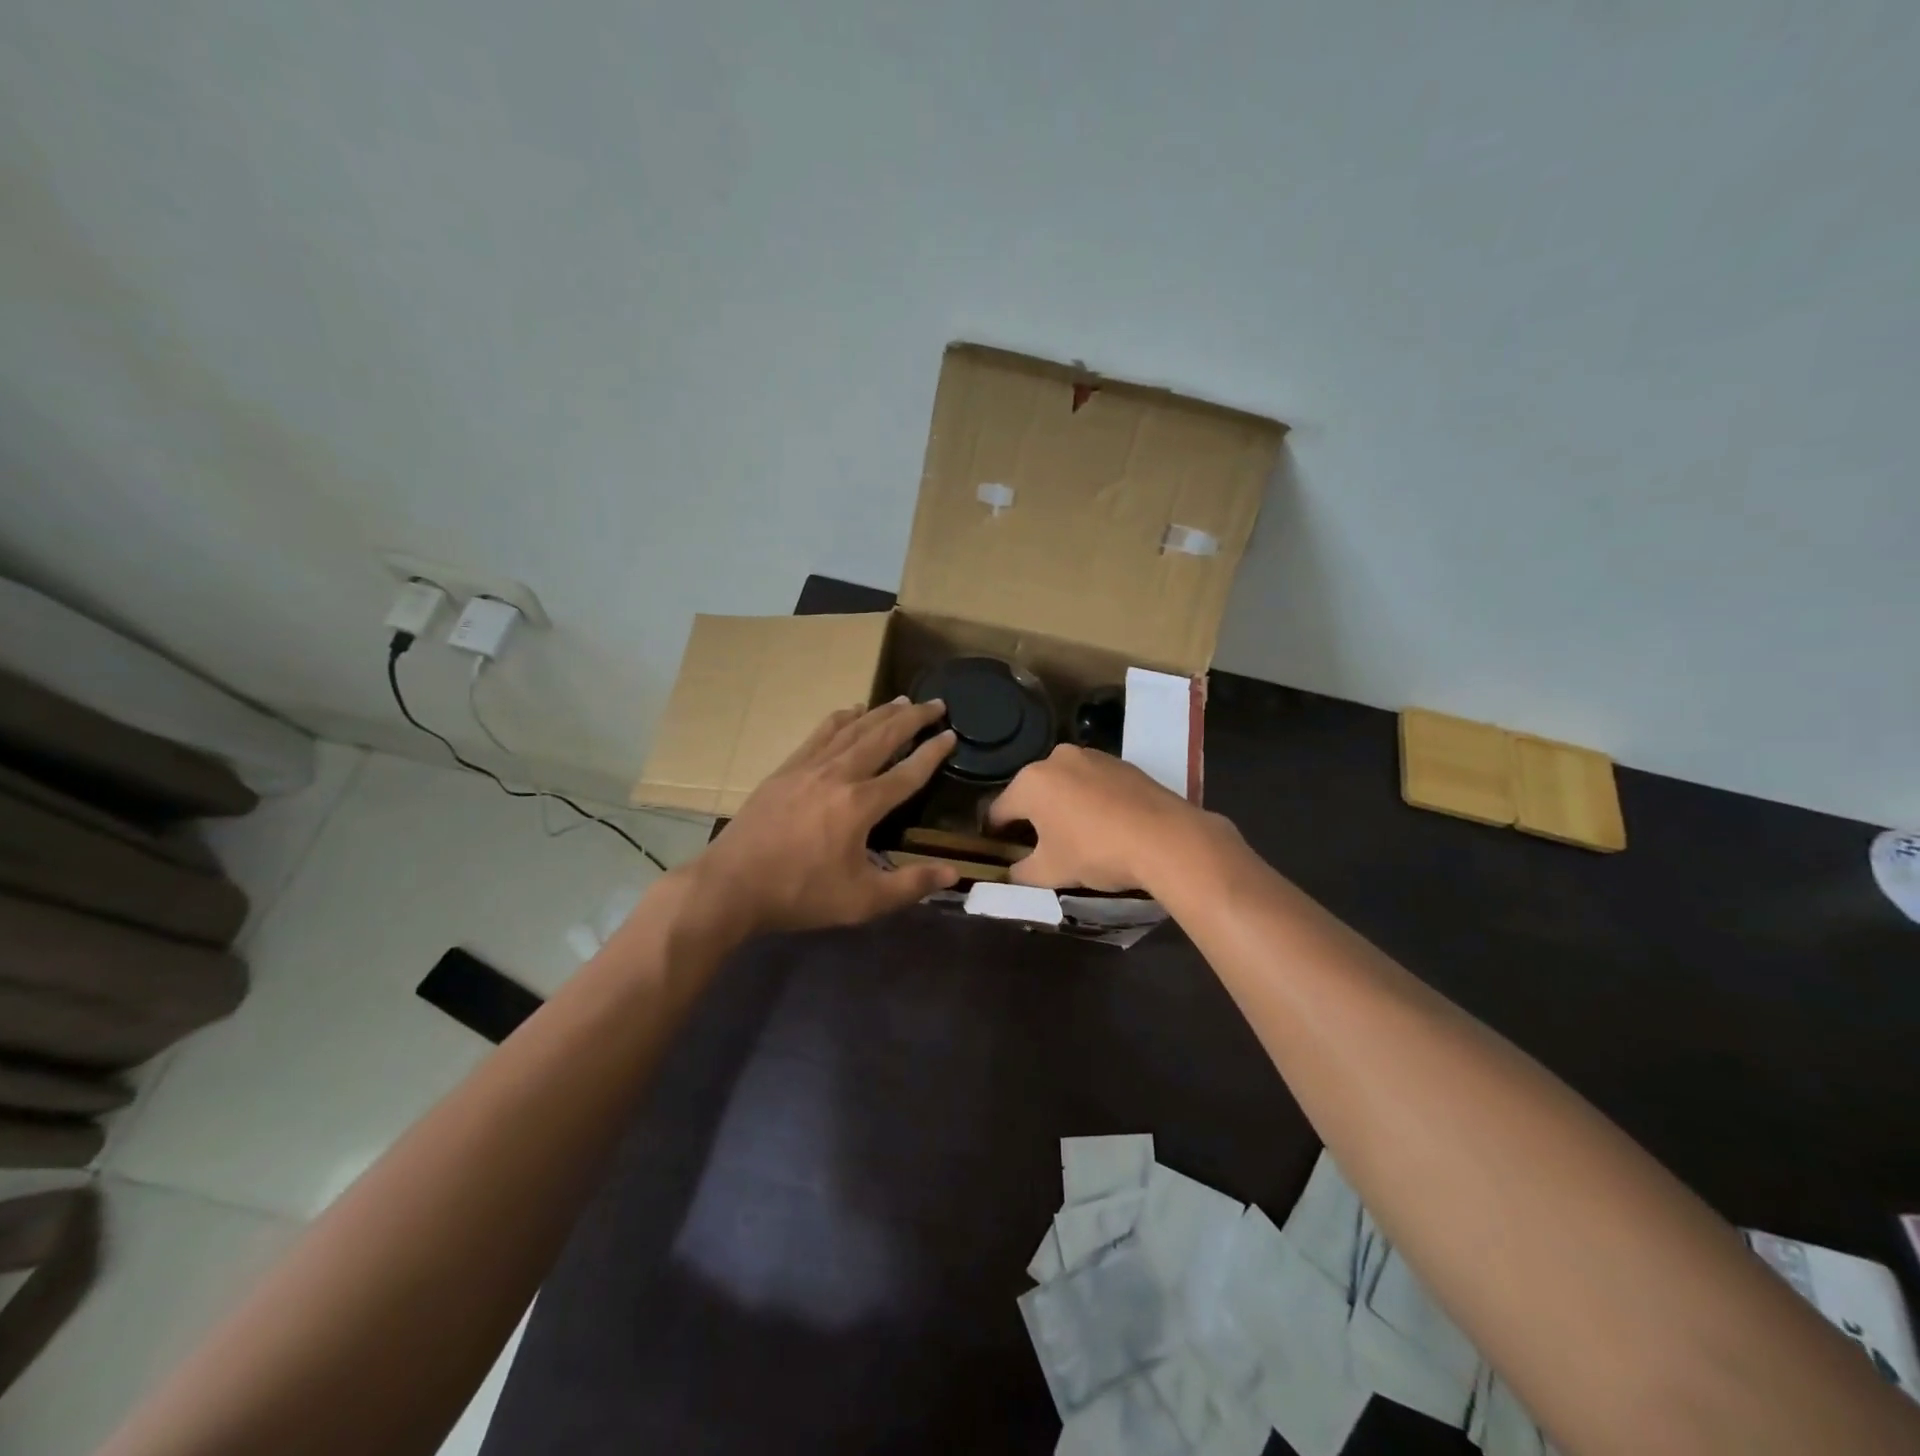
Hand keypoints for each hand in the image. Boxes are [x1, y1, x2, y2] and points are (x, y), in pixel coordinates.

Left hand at [682, 698, 960, 934]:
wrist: (732, 885)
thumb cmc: (800, 894)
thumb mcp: (862, 901)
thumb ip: (910, 885)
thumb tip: (954, 872)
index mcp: (861, 805)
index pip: (907, 773)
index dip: (933, 753)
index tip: (951, 735)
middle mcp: (838, 775)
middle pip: (882, 737)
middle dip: (912, 718)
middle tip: (935, 704)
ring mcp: (808, 768)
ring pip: (852, 730)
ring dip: (880, 713)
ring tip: (901, 700)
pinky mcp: (785, 770)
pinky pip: (820, 734)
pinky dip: (840, 719)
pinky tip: (850, 711)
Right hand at [987, 744, 1224, 890]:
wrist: (1166, 838)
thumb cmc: (1096, 852)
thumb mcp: (1050, 872)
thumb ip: (1021, 873)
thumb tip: (1010, 875)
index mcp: (1030, 782)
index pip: (998, 811)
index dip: (995, 834)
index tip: (998, 851)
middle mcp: (1056, 759)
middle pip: (1031, 793)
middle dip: (1031, 818)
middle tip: (1039, 847)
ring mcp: (1091, 756)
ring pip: (1063, 785)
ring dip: (1061, 806)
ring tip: (1074, 836)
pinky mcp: (1121, 762)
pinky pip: (1092, 782)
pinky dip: (1089, 800)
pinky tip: (1103, 824)